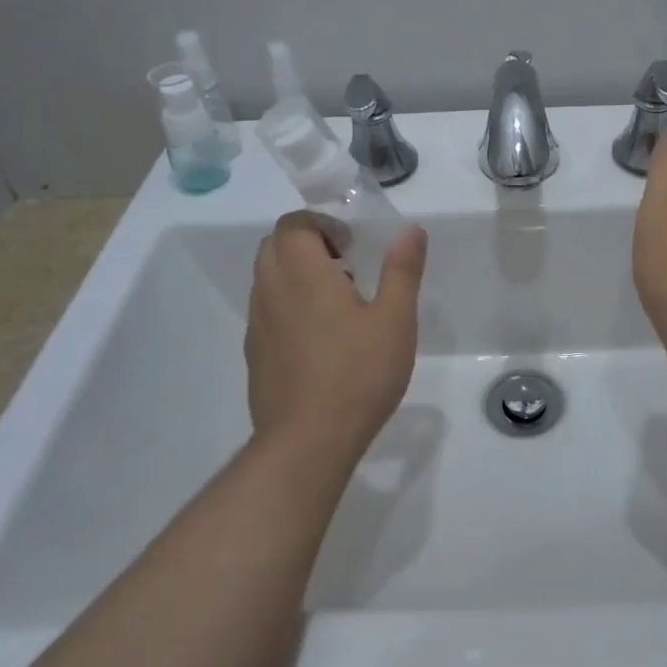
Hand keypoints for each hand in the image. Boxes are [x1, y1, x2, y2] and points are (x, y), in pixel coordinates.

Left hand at [244, 212, 427, 459]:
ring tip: (337, 303)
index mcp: (303, 274)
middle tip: (345, 267)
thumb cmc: (357, 374)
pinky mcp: (255, 354)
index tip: (351, 246)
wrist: (307, 442)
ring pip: (267, 279)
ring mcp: (258, 325)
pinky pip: (266, 311)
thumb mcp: (395, 320)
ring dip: (296, 274)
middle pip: (274, 245)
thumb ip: (402, 271)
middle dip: (307, 243)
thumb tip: (411, 230)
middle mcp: (272, 291)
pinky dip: (288, 305)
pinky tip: (320, 339)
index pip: (293, 224)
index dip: (320, 224)